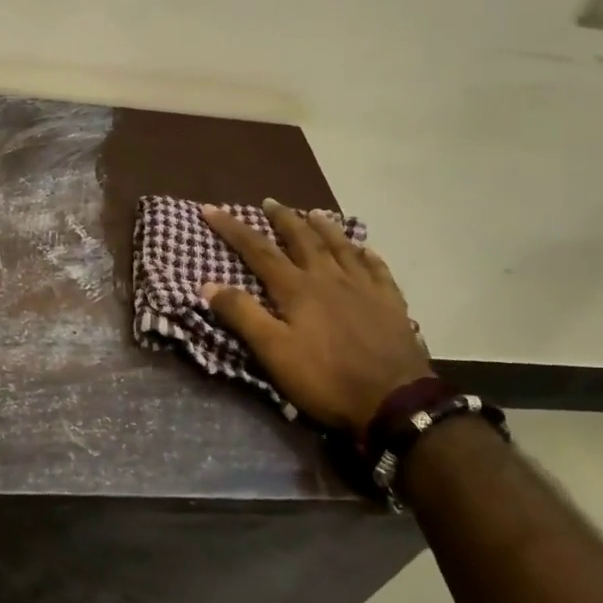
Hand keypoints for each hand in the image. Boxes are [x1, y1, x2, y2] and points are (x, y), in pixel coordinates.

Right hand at [200, 201, 430, 434]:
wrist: (395, 401)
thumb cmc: (326, 378)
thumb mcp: (274, 352)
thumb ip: (242, 316)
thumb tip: (207, 283)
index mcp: (297, 288)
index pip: (258, 250)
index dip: (232, 228)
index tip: (211, 208)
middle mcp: (329, 277)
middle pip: (302, 239)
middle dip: (282, 219)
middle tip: (269, 202)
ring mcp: (364, 287)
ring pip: (341, 247)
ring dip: (324, 227)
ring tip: (314, 213)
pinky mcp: (390, 303)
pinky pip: (377, 269)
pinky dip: (368, 255)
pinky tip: (366, 250)